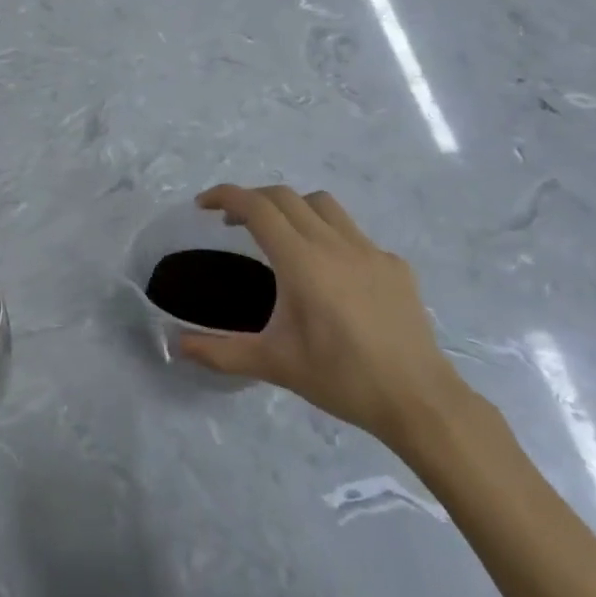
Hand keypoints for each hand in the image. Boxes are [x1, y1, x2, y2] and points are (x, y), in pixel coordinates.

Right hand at [180, 185, 467, 448]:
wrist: (418, 400)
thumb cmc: (341, 378)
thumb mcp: (274, 364)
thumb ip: (221, 352)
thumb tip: (177, 346)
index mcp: (301, 261)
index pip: (257, 207)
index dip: (225, 196)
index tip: (203, 205)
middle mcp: (334, 243)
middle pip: (285, 197)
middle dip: (253, 200)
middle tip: (233, 223)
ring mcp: (370, 250)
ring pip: (323, 205)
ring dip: (292, 208)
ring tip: (281, 236)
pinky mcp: (395, 265)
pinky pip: (354, 234)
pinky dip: (329, 236)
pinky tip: (331, 273)